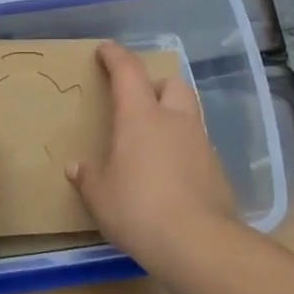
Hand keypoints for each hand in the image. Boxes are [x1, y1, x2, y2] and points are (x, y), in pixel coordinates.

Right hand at [66, 41, 239, 266]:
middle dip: (154, 85)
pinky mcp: (217, 170)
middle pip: (171, 84)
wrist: (198, 243)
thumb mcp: (100, 196)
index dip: (115, 56)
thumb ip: (88, 178)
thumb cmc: (138, 209)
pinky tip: (170, 173)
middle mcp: (175, 121)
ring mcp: (201, 144)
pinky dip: (182, 148)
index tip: (105, 50)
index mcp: (141, 118)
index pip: (128, 72)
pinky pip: (197, 146)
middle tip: (137, 102)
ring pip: (188, 114)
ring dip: (171, 117)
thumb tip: (76, 167)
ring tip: (152, 140)